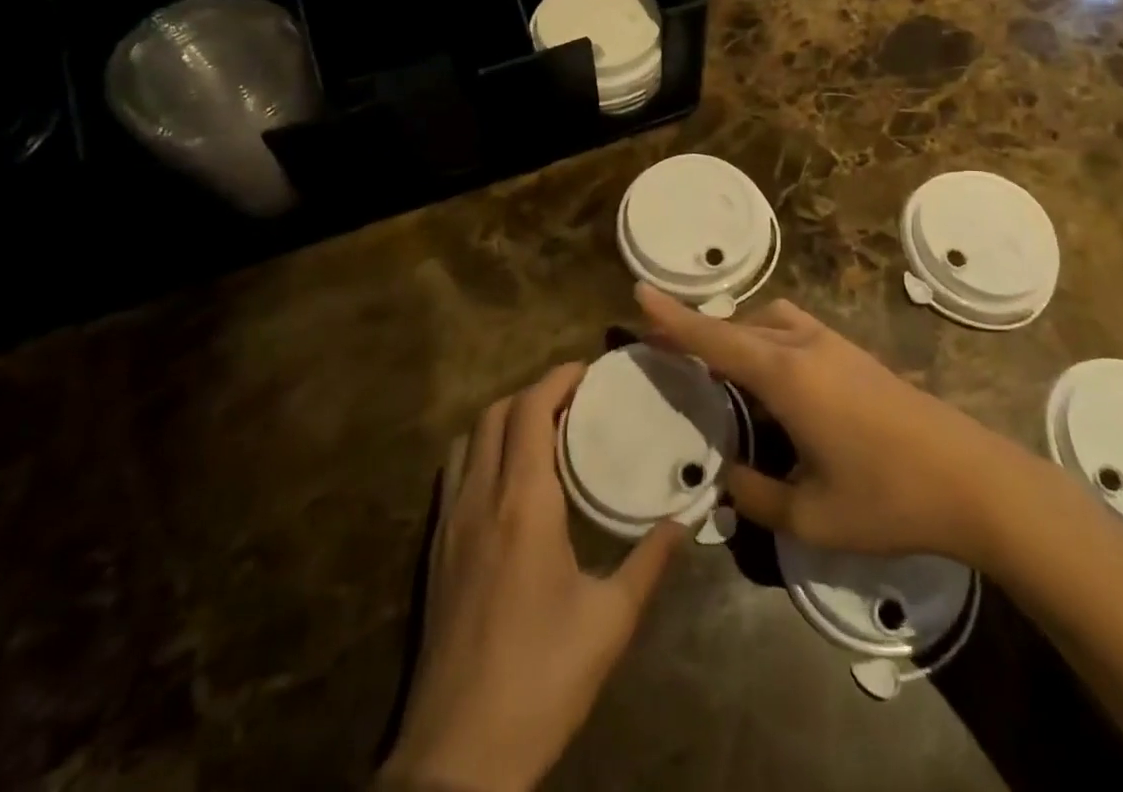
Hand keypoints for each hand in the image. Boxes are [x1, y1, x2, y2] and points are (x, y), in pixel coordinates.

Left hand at [384, 364, 683, 791]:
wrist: (458, 758)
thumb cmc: (541, 681)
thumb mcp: (610, 622)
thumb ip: (650, 561)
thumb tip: (687, 518)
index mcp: (522, 504)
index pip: (530, 410)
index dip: (557, 378)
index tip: (588, 370)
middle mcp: (480, 498)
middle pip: (495, 414)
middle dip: (533, 392)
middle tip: (574, 398)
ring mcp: (449, 523)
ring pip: (469, 439)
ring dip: (504, 418)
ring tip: (543, 429)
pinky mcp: (435, 550)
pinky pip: (454, 472)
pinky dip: (482, 449)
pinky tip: (509, 478)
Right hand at [637, 284, 1017, 564]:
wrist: (974, 479)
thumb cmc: (889, 498)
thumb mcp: (812, 517)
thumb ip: (758, 496)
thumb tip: (725, 480)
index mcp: (787, 377)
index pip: (715, 340)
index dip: (674, 318)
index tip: (639, 292)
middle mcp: (806, 347)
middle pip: (740, 326)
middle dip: (701, 332)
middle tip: (669, 351)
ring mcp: (835, 345)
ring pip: (770, 323)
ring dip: (739, 335)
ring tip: (721, 372)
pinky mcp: (856, 354)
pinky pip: (795, 332)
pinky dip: (767, 342)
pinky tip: (773, 382)